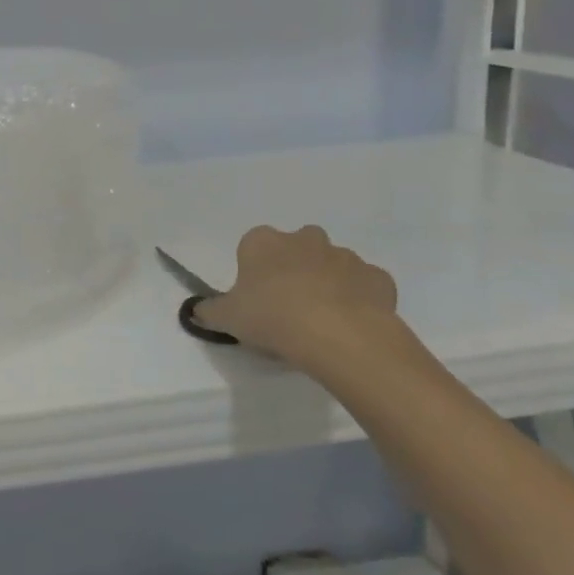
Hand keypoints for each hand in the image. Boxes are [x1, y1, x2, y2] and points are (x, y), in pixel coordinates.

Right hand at [192, 225, 412, 381]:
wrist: (338, 336)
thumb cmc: (272, 317)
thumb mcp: (227, 318)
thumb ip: (209, 311)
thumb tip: (195, 310)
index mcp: (263, 242)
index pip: (252, 246)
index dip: (253, 271)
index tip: (255, 298)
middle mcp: (304, 239)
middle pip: (296, 248)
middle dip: (293, 268)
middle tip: (288, 306)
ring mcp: (345, 256)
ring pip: (332, 265)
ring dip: (327, 283)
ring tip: (322, 321)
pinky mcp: (378, 278)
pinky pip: (365, 285)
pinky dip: (360, 299)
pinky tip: (352, 324)